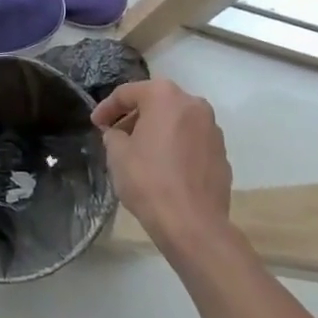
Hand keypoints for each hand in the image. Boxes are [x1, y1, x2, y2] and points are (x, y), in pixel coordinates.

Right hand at [93, 79, 231, 248]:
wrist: (193, 224)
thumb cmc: (149, 180)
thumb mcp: (117, 154)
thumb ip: (113, 135)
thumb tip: (118, 134)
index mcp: (164, 96)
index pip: (127, 93)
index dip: (106, 108)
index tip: (95, 123)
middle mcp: (193, 104)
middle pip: (156, 103)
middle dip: (134, 117)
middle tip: (116, 136)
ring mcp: (212, 128)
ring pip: (176, 121)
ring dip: (157, 131)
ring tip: (140, 152)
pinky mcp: (222, 153)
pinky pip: (191, 141)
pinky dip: (176, 146)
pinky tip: (164, 167)